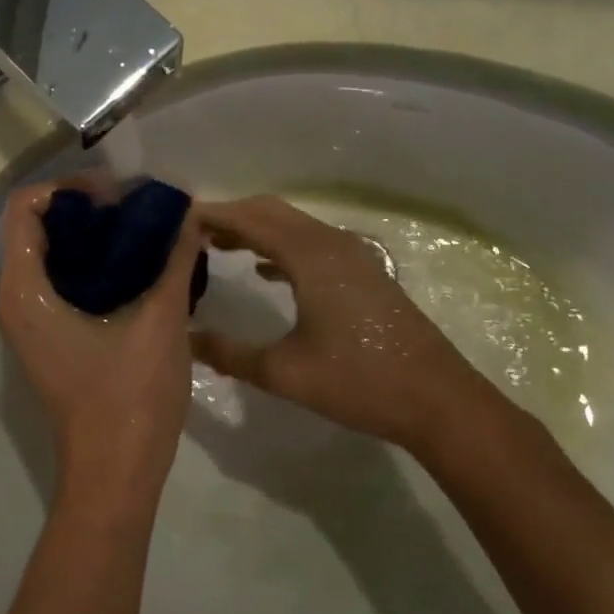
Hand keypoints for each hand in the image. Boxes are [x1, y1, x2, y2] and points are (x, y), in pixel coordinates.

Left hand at [0, 180, 203, 515]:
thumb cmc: (130, 400)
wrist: (114, 475)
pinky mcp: (49, 338)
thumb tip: (189, 215)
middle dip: (85, 209)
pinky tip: (139, 267)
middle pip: (36, 227)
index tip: (118, 195)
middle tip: (137, 209)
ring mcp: (31, 321)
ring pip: (49, 255)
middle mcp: (17, 300)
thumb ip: (174, 263)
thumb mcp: (161, 323)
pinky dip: (93, 264)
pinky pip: (61, 281)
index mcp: (27, 290)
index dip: (69, 189)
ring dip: (91, 237)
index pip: (25, 208)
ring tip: (143, 232)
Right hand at [191, 196, 504, 453]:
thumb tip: (186, 339)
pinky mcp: (363, 274)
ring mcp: (352, 257)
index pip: (250, 220)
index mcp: (310, 257)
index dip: (212, 216)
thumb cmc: (359, 382)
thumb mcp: (284, 373)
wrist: (438, 401)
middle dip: (230, 216)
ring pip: (293, 226)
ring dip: (255, 229)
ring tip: (215, 245)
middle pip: (271, 212)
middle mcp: (331, 244)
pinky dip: (279, 246)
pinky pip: (310, 244)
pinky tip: (262, 270)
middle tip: (189, 232)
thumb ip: (229, 354)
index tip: (175, 221)